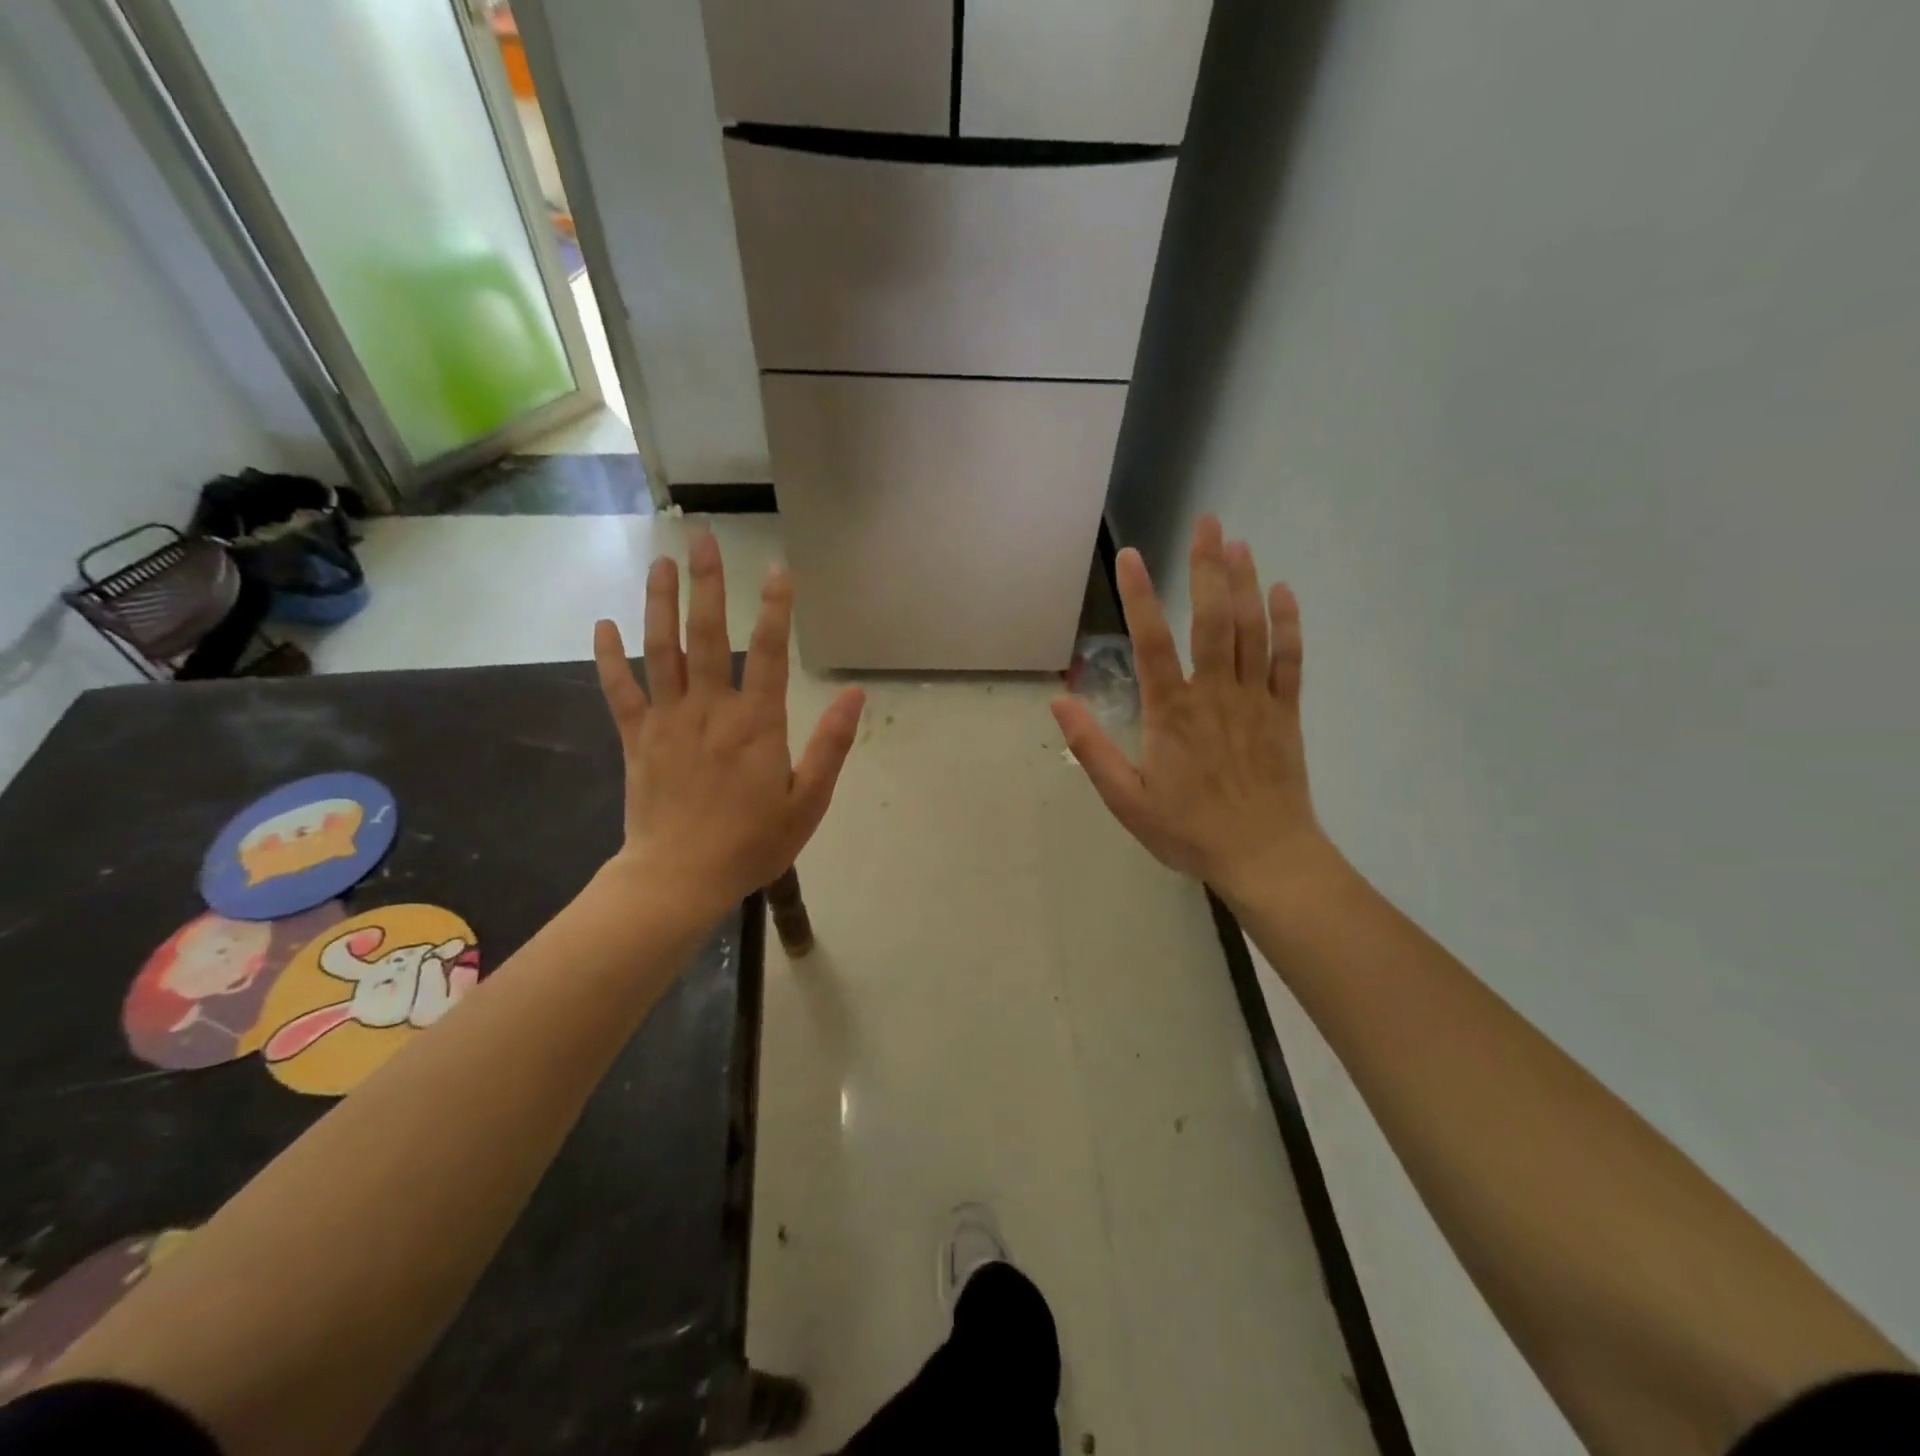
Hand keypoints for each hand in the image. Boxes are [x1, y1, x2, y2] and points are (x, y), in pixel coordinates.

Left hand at [593, 531, 864, 922]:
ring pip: (661, 650)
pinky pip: (619, 690)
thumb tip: (855, 695)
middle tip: (700, 538)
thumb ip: (831, 746)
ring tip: (660, 563)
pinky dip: (608, 657)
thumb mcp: (808, 802)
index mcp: (756, 724)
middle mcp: (710, 709)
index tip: (777, 568)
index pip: (770, 653)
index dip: (775, 608)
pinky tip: (603, 624)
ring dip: (660, 603)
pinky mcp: (636, 737)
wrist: (679, 878)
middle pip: (707, 635)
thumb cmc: (752, 843)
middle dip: (707, 584)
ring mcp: (667, 720)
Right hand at [1051, 516, 1330, 903]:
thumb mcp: (1125, 799)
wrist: (1263, 856)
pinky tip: (1283, 592)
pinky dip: (1287, 624)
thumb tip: (1059, 699)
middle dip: (1208, 567)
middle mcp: (1215, 694)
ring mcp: (1256, 700)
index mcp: (1172, 713)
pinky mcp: (1286, 713)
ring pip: (1252, 630)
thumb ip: (1092, 747)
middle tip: (1207, 522)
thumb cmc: (1188, 830)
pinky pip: (1290, 660)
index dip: (1140, 595)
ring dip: (1245, 583)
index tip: (1130, 556)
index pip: (1152, 641)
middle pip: (1212, 619)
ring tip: (1238, 542)